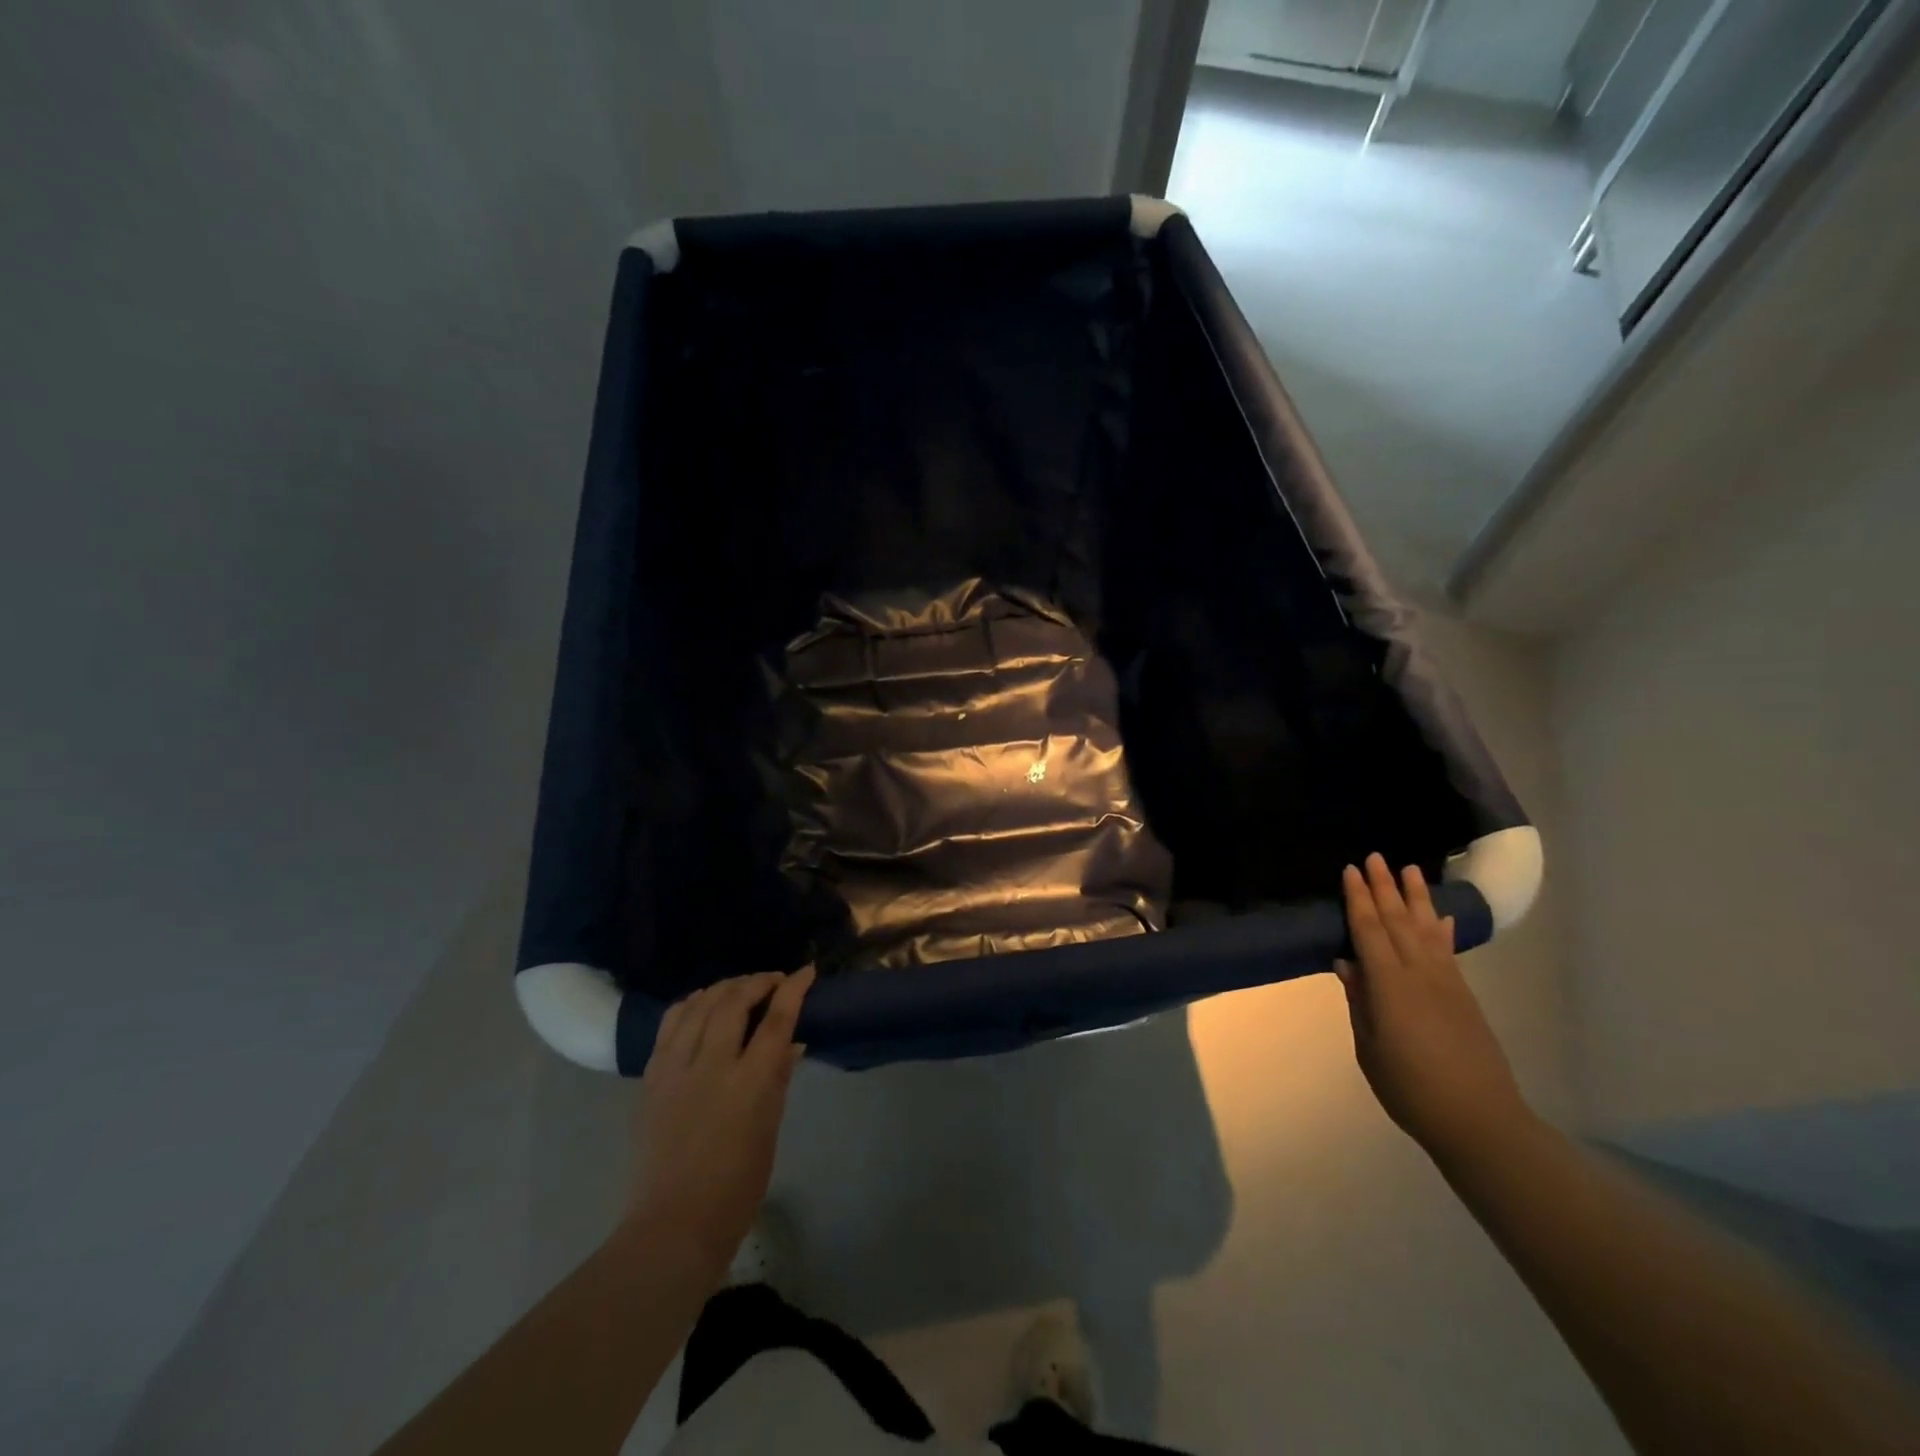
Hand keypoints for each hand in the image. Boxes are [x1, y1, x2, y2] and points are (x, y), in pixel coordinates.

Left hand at [625, 967, 815, 1268]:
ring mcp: (676, 1069)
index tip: (806, 971)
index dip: (793, 989)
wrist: (673, 1224)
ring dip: (723, 987)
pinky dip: (690, 1004)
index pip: (777, 1020)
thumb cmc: (736, 1186)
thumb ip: (778, 1079)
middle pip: (734, 1001)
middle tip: (773, 981)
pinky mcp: (652, 1078)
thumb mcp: (770, 1130)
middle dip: (757, 981)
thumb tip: (791, 1043)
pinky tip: (701, 1003)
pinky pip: (670, 1024)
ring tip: (739, 987)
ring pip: (699, 1005)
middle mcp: (712, 1066)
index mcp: (750, 1083)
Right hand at [1337, 855, 1529, 1159]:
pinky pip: (1448, 951)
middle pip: (1398, 921)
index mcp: (1390, 986)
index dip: (1358, 899)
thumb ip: (1360, 1002)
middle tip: (1376, 856)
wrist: (1480, 1120)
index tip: (1350, 869)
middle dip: (1385, 887)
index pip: (1369, 930)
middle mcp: (1420, 974)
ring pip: (1427, 929)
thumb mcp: (1370, 1048)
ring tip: (1410, 869)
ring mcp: (1447, 983)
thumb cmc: (1411, 1089)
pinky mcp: (1465, 996)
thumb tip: (1347, 963)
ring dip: (1417, 898)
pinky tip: (1440, 916)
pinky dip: (1442, 929)